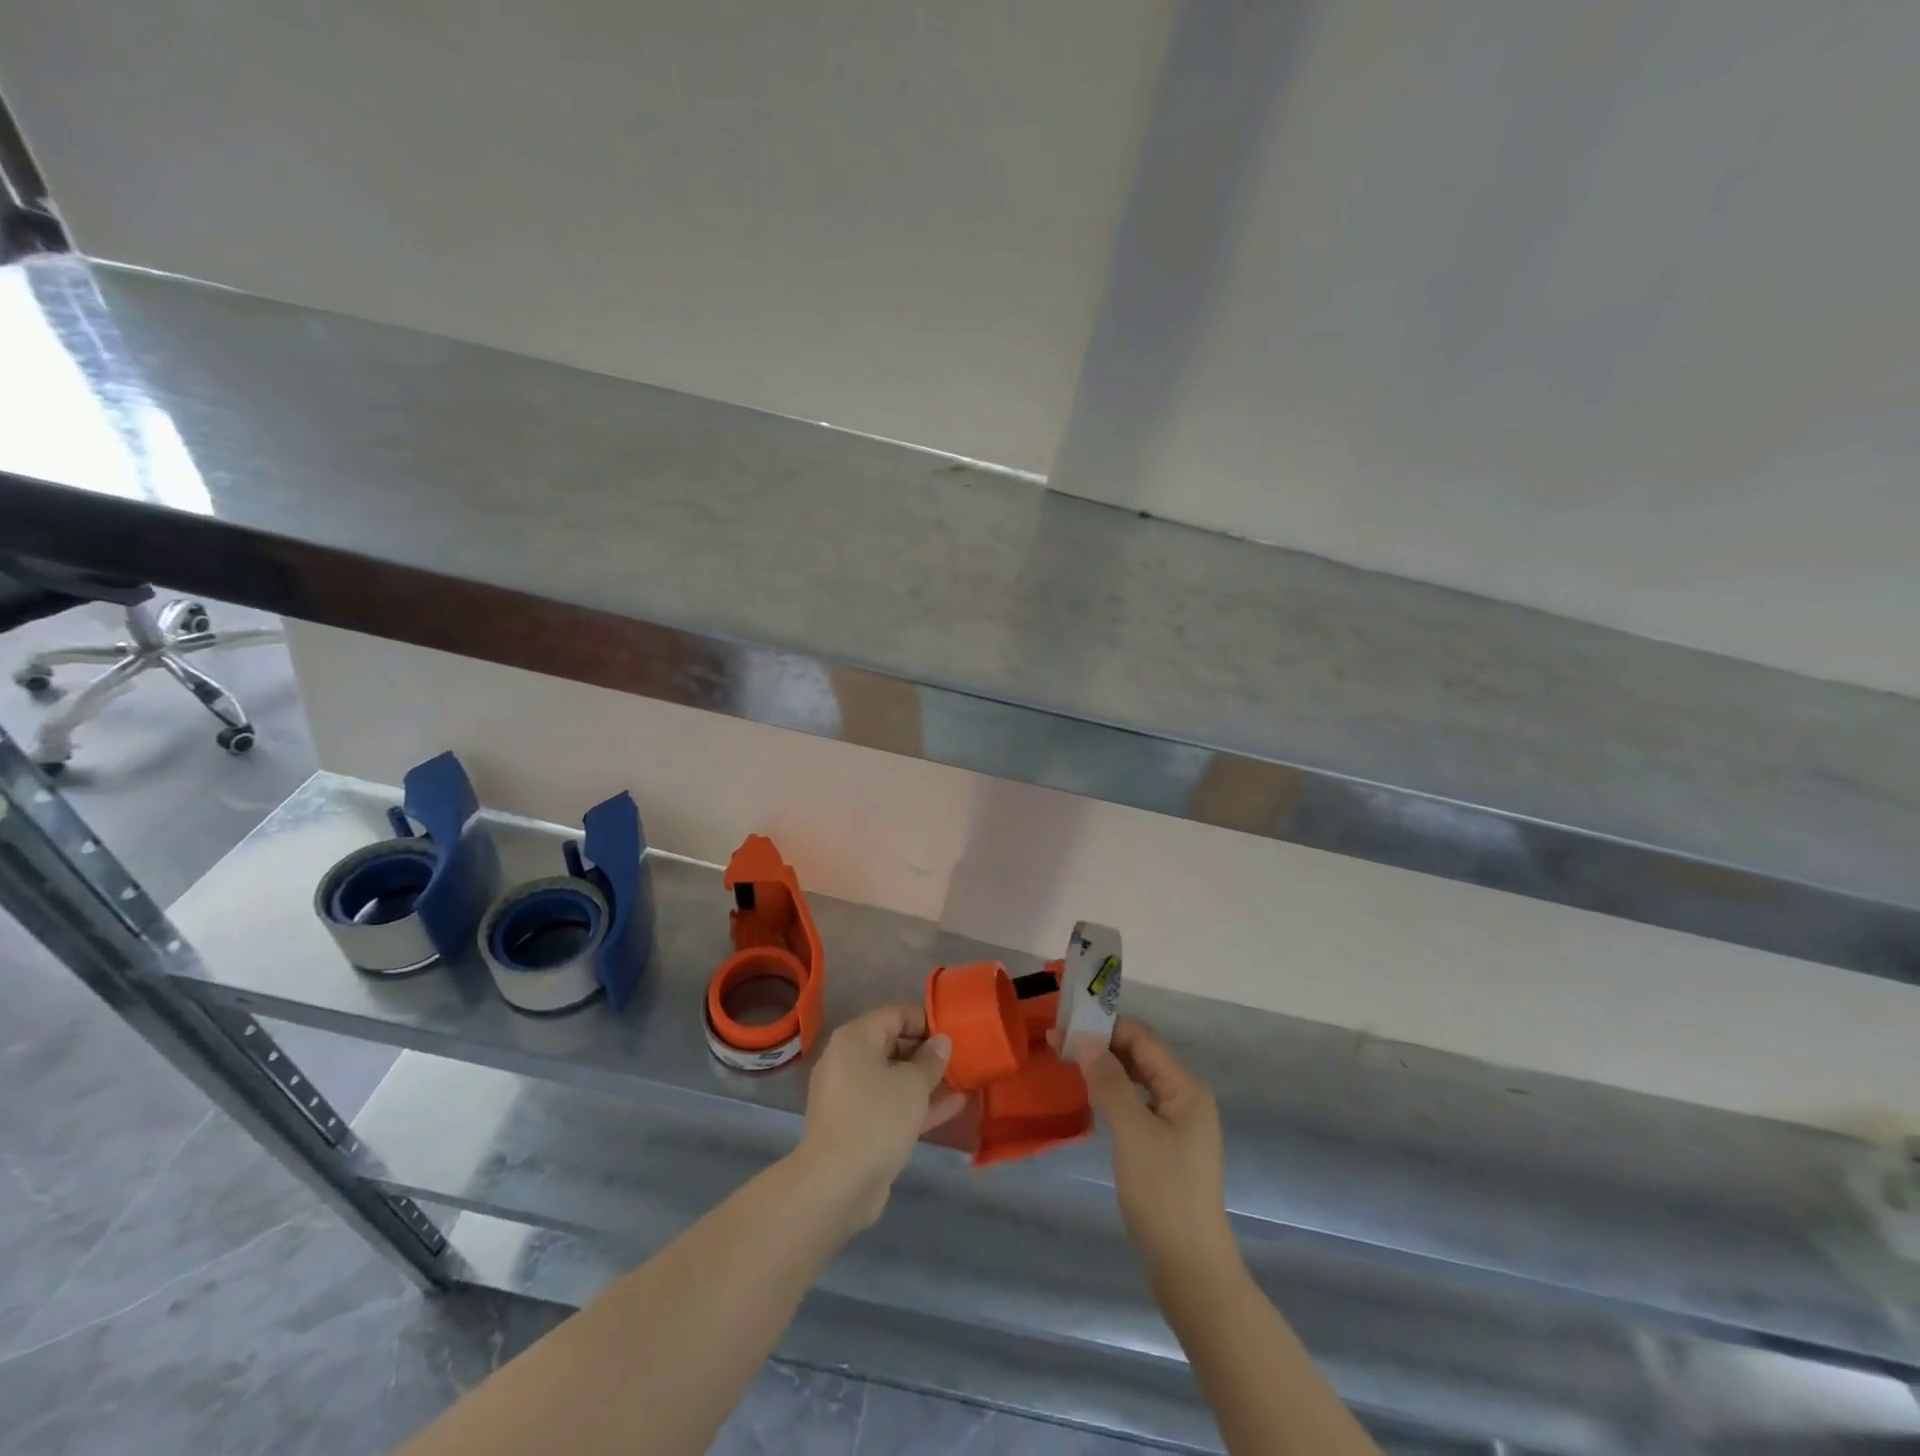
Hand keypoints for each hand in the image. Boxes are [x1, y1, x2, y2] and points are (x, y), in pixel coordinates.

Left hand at [796, 1005, 965, 1228]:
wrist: (836, 1184)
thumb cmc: (876, 1118)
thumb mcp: (912, 1084)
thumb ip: (931, 1060)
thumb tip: (941, 1042)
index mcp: (855, 1038)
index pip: (896, 1015)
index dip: (927, 1022)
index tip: (955, 1034)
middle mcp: (848, 1060)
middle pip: (893, 1045)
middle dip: (927, 1053)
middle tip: (961, 1059)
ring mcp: (850, 1095)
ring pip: (893, 1078)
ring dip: (925, 1081)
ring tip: (963, 1080)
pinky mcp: (856, 1125)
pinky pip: (889, 1104)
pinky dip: (915, 1104)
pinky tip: (952, 1106)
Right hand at [1073, 1017, 1235, 1278]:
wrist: (1190, 1271)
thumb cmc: (1163, 1194)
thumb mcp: (1133, 1132)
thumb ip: (1110, 1082)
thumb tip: (1084, 1039)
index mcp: (1186, 1089)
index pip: (1142, 1039)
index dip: (1104, 1026)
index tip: (1064, 1022)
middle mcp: (1185, 1099)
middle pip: (1140, 1057)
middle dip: (1101, 1045)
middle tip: (1056, 1041)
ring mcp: (1176, 1126)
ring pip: (1136, 1081)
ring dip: (1104, 1069)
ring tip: (1066, 1061)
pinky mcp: (1164, 1148)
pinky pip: (1135, 1106)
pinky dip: (1112, 1095)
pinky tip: (1089, 1098)